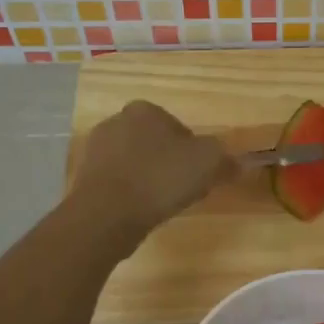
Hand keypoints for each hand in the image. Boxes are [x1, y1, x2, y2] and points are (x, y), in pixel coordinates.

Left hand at [70, 100, 231, 245]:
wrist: (108, 214)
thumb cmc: (161, 178)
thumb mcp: (209, 164)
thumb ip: (226, 159)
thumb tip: (238, 163)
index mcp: (145, 110)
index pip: (179, 128)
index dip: (194, 152)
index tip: (200, 175)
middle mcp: (116, 122)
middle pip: (156, 145)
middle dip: (170, 164)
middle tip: (184, 190)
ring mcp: (96, 150)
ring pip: (136, 164)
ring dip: (150, 180)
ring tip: (162, 204)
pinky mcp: (85, 178)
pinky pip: (119, 183)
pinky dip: (132, 194)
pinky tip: (141, 211)